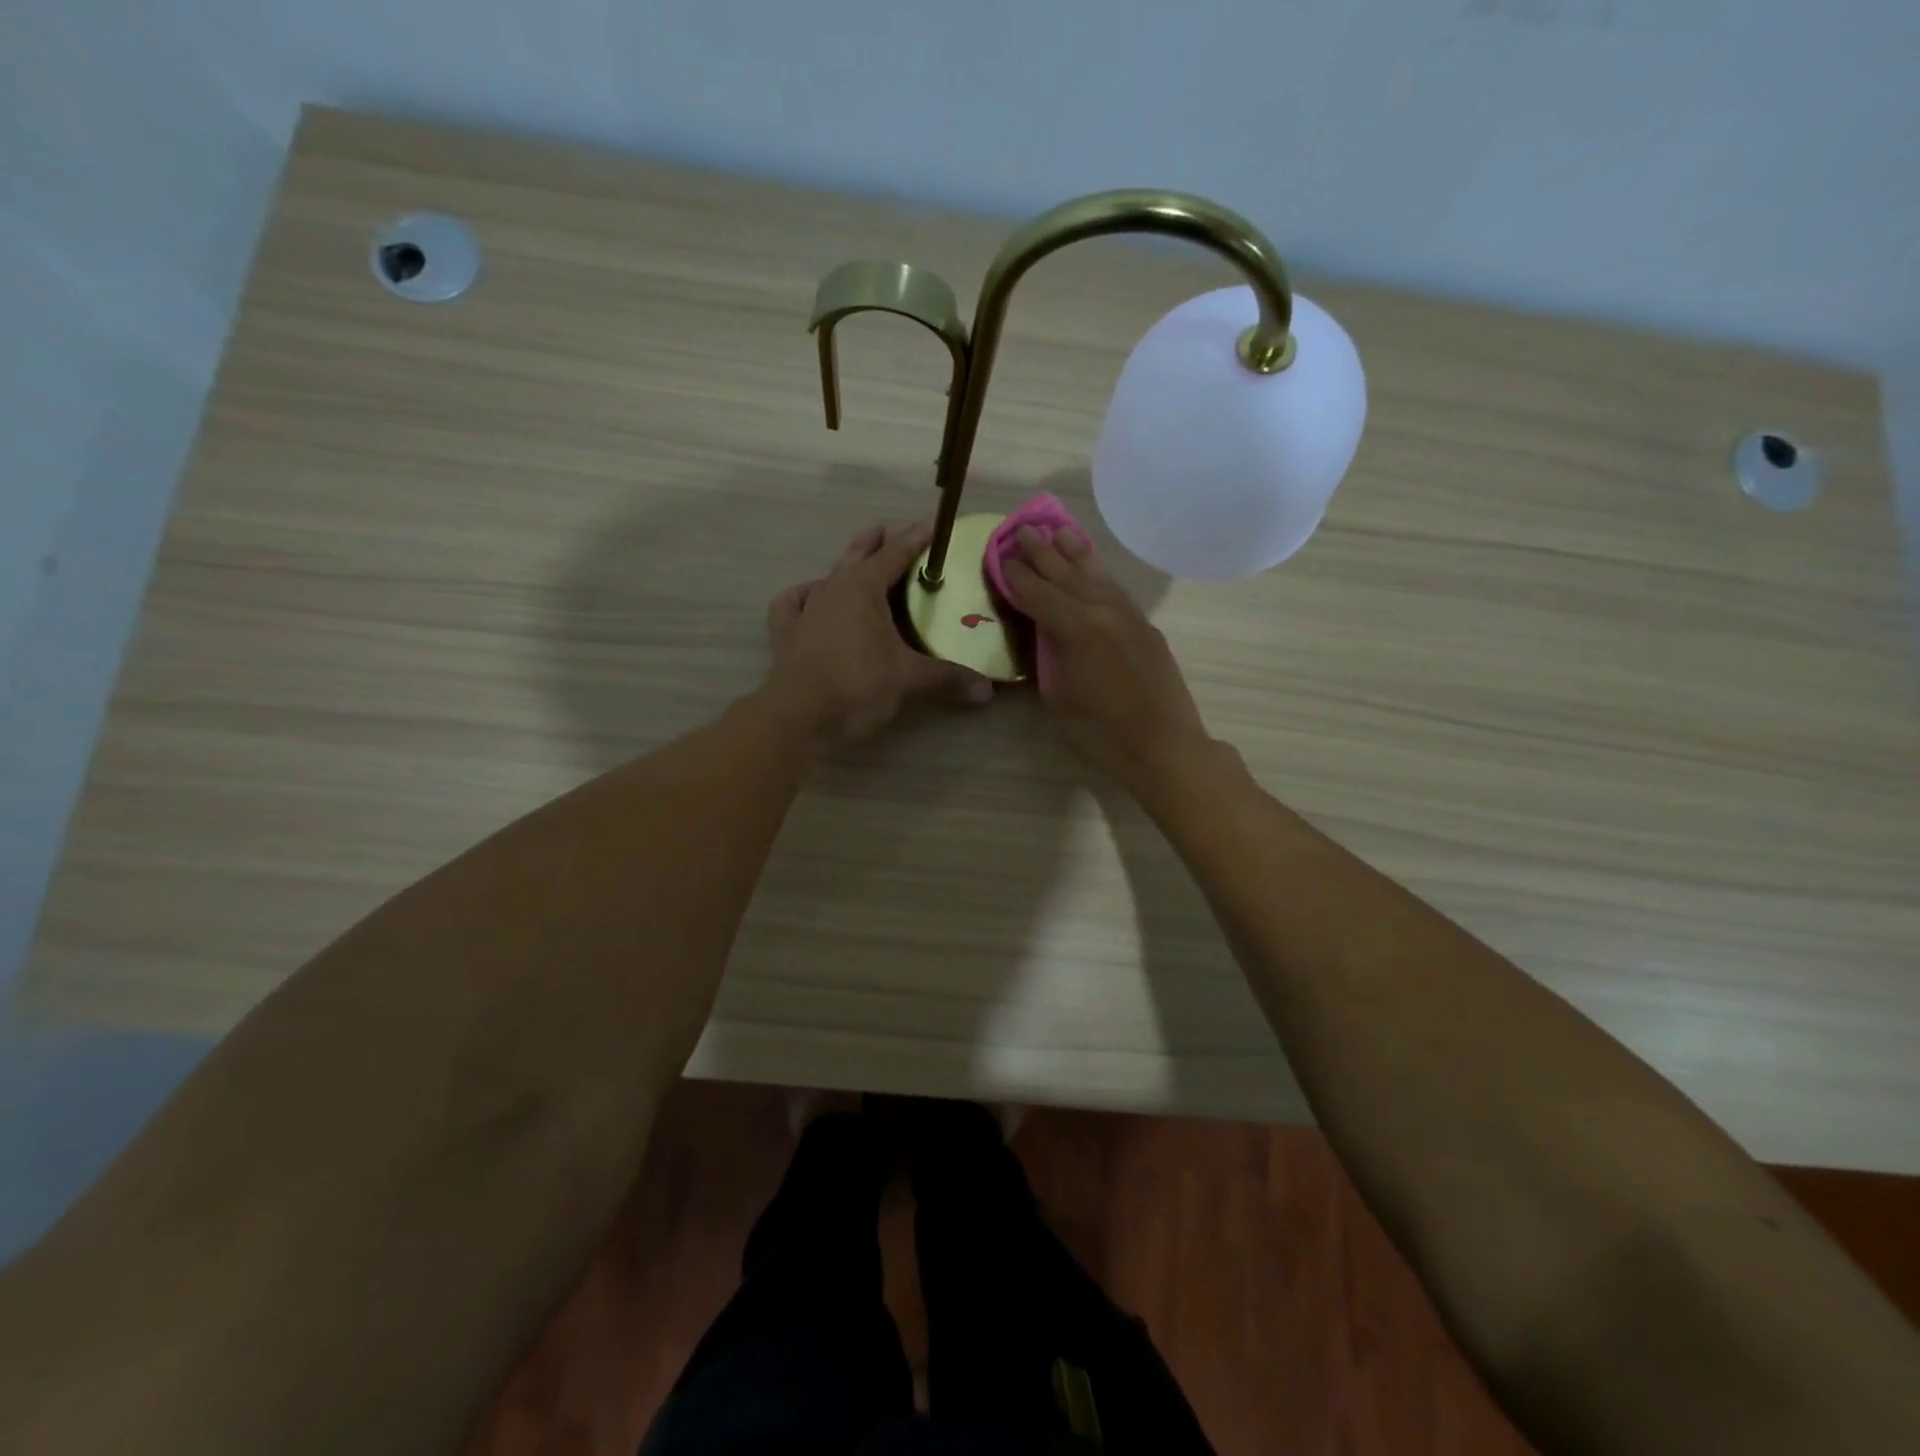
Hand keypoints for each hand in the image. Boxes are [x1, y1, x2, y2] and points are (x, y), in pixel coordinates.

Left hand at [765, 521, 993, 744]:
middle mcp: (831, 589)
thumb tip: (987, 691)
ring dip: (842, 570)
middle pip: (856, 557)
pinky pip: (792, 605)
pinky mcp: (785, 635)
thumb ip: (948, 678)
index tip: (931, 525)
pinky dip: (802, 598)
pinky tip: (807, 601)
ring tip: (852, 569)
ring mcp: (805, 610)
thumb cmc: (859, 685)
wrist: (801, 716)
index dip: (915, 539)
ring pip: (826, 578)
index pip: (895, 554)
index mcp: (863, 587)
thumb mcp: (909, 679)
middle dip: (873, 543)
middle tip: (883, 531)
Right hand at [1001, 527, 1213, 791]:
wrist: (1165, 748)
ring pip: (1097, 576)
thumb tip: (1043, 637)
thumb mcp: (1059, 700)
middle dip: (1043, 553)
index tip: (1002, 555)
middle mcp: (1103, 612)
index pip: (1040, 594)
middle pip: (1067, 575)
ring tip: (1060, 532)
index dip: (1018, 575)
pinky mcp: (1146, 628)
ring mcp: (1129, 617)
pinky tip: (1093, 569)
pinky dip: (1100, 574)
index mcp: (1077, 630)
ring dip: (1075, 554)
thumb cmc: (1102, 734)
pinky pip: (1116, 590)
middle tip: (1024, 530)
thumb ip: (1048, 660)